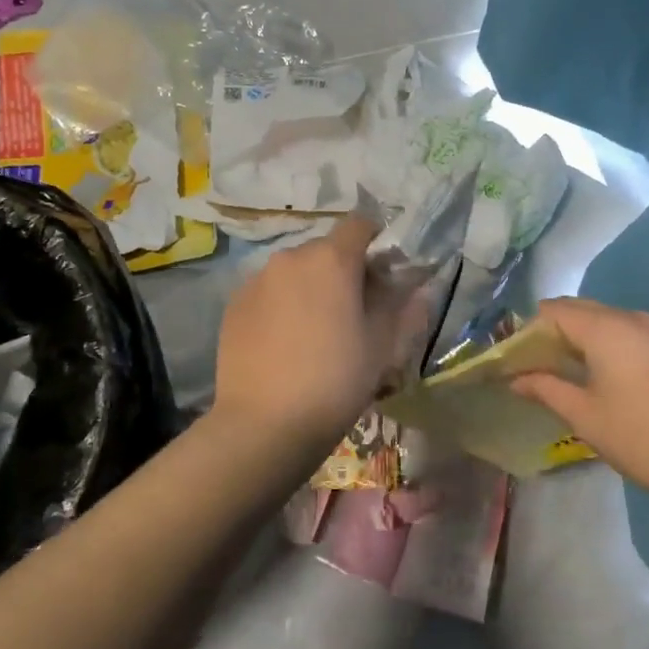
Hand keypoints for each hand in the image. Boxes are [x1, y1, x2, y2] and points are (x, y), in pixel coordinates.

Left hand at [212, 216, 417, 457]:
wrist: (265, 424)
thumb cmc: (336, 380)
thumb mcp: (383, 345)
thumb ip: (402, 305)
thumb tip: (415, 283)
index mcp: (332, 259)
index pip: (360, 224)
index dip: (377, 241)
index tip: (385, 272)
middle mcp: (290, 257)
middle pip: (326, 249)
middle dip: (344, 270)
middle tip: (354, 311)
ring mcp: (256, 279)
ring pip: (295, 271)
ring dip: (311, 287)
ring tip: (316, 332)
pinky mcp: (233, 304)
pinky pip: (268, 291)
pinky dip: (282, 305)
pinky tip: (285, 343)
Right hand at [511, 298, 648, 506]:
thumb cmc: (639, 435)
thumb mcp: (583, 414)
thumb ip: (546, 388)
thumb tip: (515, 379)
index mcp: (605, 327)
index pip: (553, 311)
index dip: (530, 332)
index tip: (516, 360)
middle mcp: (628, 317)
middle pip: (577, 309)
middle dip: (550, 332)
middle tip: (532, 366)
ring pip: (599, 318)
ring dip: (575, 337)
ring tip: (558, 370)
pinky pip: (619, 330)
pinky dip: (598, 342)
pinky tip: (590, 372)